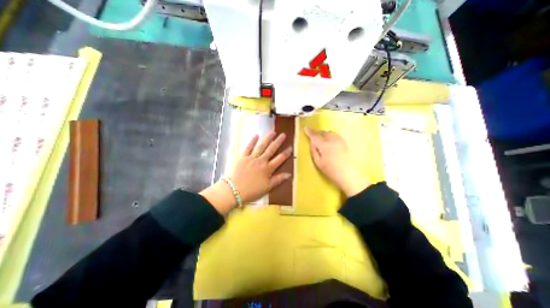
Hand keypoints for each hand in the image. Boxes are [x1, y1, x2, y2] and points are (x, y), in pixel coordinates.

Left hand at [200, 131, 290, 213]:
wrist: (234, 190)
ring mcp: (251, 157)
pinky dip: (252, 141)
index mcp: (268, 169)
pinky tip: (256, 135)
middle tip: (283, 135)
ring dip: (267, 138)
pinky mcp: (242, 156)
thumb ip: (278, 180)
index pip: (279, 159)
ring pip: (261, 146)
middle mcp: (261, 161)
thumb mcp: (267, 187)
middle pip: (271, 149)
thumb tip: (289, 174)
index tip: (290, 147)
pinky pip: (248, 147)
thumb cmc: (252, 191)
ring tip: (273, 132)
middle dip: (278, 141)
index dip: (286, 153)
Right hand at [303, 127, 371, 196]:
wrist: (348, 174)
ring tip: (322, 141)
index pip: (315, 136)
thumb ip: (314, 150)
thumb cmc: (330, 170)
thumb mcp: (318, 162)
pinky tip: (330, 143)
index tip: (306, 128)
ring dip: (324, 135)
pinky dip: (330, 136)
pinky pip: (335, 135)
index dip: (310, 132)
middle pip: (323, 133)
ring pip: (329, 133)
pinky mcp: (344, 142)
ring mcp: (339, 140)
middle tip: (314, 140)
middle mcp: (332, 140)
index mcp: (324, 145)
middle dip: (318, 134)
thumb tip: (311, 142)